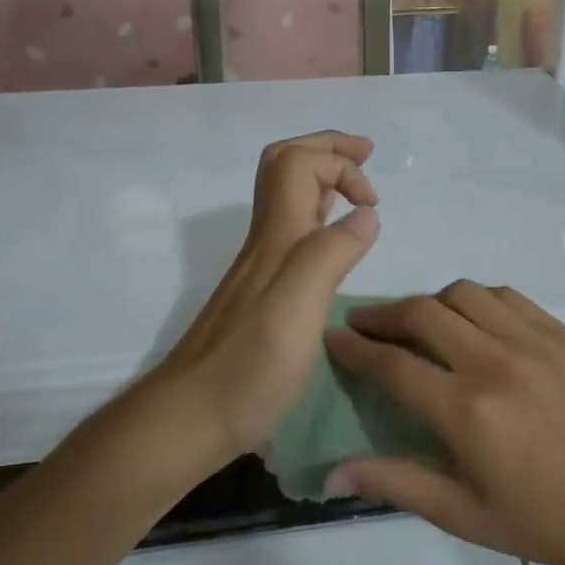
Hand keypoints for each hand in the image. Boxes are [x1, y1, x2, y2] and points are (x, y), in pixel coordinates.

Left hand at [149, 132, 379, 469]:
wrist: (191, 415)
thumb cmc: (249, 366)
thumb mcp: (297, 307)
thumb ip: (331, 253)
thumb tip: (366, 214)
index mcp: (277, 235)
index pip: (300, 162)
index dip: (340, 164)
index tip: (372, 202)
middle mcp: (267, 240)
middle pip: (284, 165)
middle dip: (326, 149)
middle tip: (364, 154)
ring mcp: (261, 265)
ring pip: (286, 196)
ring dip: (322, 176)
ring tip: (357, 186)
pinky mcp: (263, 291)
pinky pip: (293, 230)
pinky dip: (319, 214)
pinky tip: (333, 238)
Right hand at [322, 281, 564, 564]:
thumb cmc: (544, 522)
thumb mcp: (464, 516)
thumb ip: (396, 484)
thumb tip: (333, 471)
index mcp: (468, 411)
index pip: (393, 364)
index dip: (355, 348)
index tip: (333, 336)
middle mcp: (495, 362)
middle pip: (421, 313)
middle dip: (382, 315)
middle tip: (365, 324)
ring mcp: (533, 340)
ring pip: (462, 293)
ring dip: (430, 303)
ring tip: (419, 324)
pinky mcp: (561, 332)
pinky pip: (506, 295)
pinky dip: (476, 300)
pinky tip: (473, 321)